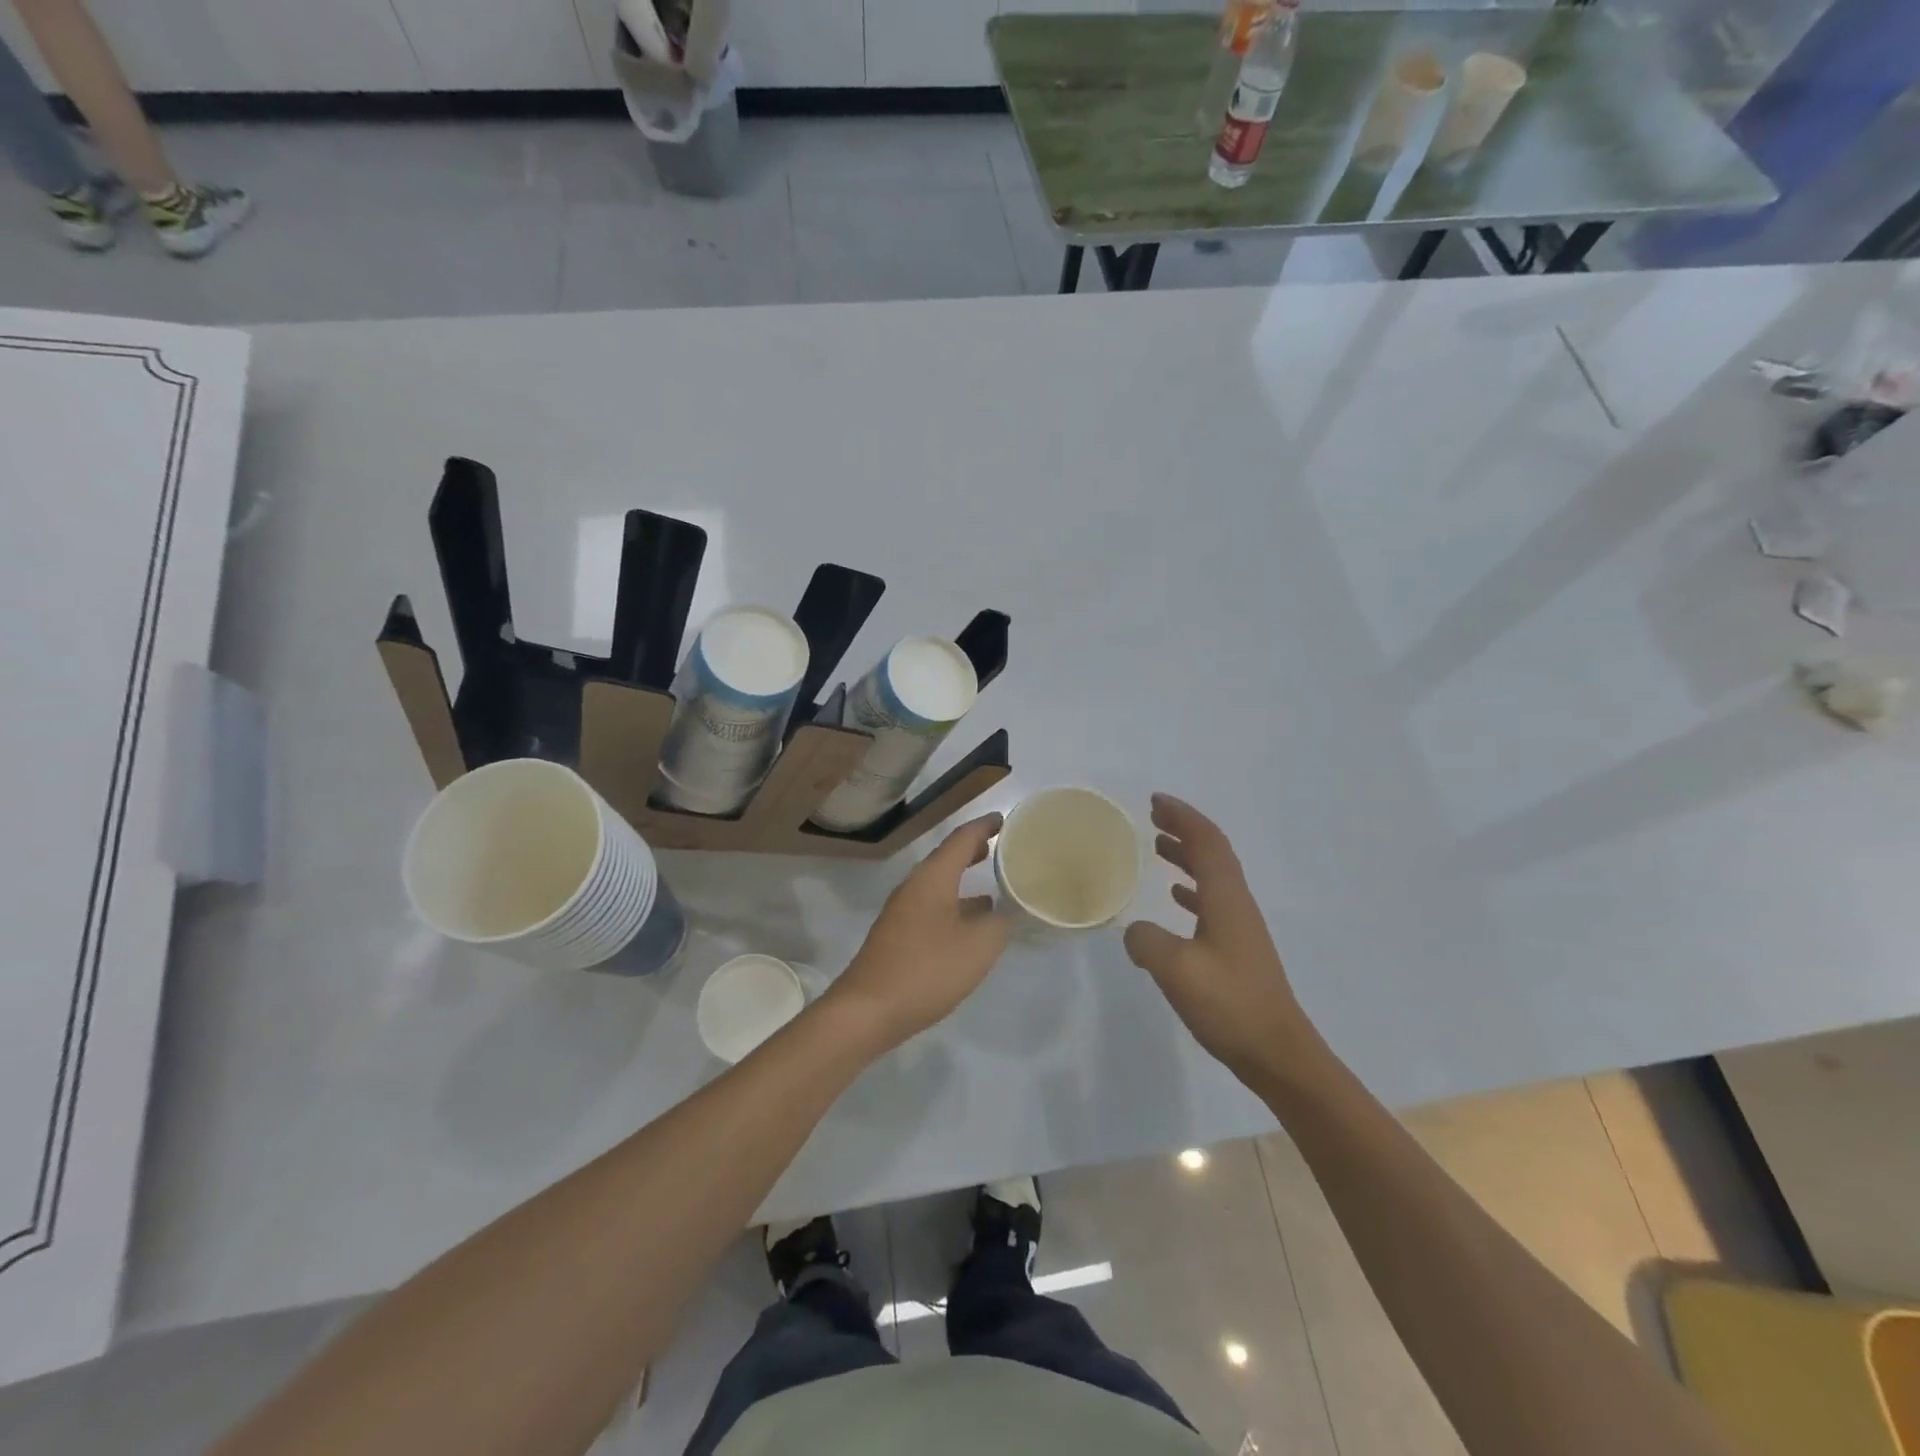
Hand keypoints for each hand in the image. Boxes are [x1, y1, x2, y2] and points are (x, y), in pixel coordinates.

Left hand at [827, 814, 1010, 1049]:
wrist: (868, 1010)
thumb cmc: (927, 969)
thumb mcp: (978, 946)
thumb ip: (999, 923)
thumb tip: (1004, 912)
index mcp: (933, 878)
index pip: (961, 839)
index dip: (984, 827)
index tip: (1003, 819)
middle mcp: (914, 887)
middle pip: (946, 859)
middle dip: (973, 851)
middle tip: (999, 846)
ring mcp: (902, 912)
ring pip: (939, 885)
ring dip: (963, 881)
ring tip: (992, 887)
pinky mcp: (898, 936)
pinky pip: (932, 907)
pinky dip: (955, 905)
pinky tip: (970, 927)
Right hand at [1123, 794, 1323, 1089]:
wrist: (1278, 1054)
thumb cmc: (1230, 1005)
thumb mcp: (1176, 970)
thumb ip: (1146, 941)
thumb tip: (1135, 932)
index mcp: (1226, 899)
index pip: (1207, 842)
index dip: (1183, 817)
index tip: (1156, 801)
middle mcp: (1236, 905)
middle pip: (1213, 853)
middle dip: (1184, 829)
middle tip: (1154, 816)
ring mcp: (1240, 928)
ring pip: (1213, 876)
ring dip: (1187, 856)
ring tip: (1158, 847)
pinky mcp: (1237, 950)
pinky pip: (1212, 902)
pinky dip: (1192, 888)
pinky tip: (1176, 896)